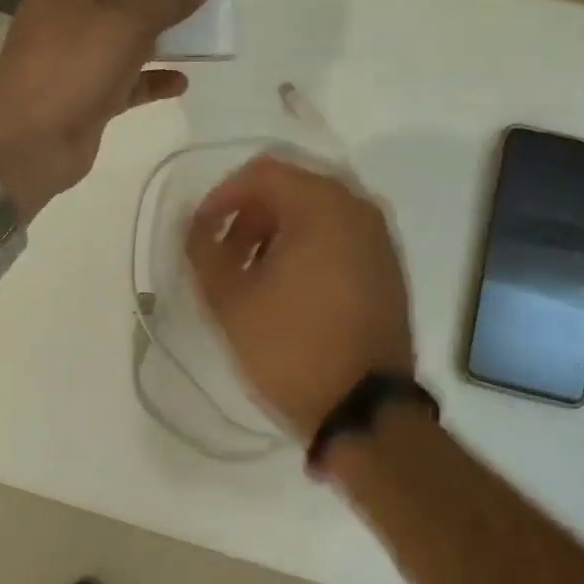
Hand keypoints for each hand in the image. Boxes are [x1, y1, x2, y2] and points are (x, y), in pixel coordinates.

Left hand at [0, 0, 214, 218]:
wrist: (28, 141)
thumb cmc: (73, 65)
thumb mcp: (127, 23)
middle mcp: (62, 24)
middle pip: (114, 8)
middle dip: (154, 11)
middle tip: (195, 13)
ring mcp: (72, 66)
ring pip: (121, 48)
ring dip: (157, 47)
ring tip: (197, 46)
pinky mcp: (84, 102)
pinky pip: (123, 85)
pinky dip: (149, 82)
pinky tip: (180, 83)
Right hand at [185, 153, 413, 439]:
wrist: (366, 410)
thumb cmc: (292, 347)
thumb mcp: (230, 300)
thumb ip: (203, 249)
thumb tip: (195, 224)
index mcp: (322, 205)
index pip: (262, 172)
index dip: (223, 195)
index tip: (202, 230)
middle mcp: (358, 207)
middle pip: (291, 188)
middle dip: (250, 215)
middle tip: (225, 255)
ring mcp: (379, 237)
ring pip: (316, 212)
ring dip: (277, 232)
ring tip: (253, 275)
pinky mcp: (388, 265)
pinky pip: (340, 235)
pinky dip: (308, 246)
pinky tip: (289, 286)